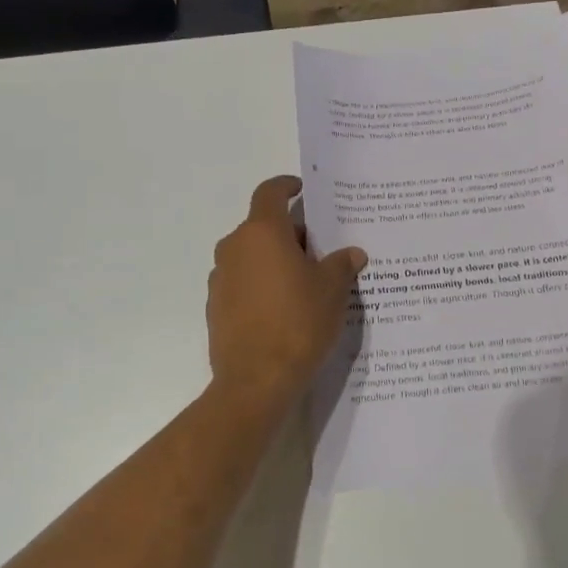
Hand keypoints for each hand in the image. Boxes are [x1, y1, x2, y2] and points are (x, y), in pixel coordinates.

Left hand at [207, 176, 366, 412]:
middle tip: (319, 252)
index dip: (286, 186)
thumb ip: (341, 264)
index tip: (301, 190)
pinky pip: (242, 283)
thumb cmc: (298, 322)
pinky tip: (282, 310)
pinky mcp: (215, 307)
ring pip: (251, 256)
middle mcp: (234, 247)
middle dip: (290, 234)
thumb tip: (352, 253)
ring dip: (274, 261)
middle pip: (263, 227)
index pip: (270, 192)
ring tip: (304, 284)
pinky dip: (260, 286)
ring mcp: (220, 278)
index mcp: (262, 232)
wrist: (256, 381)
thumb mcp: (332, 290)